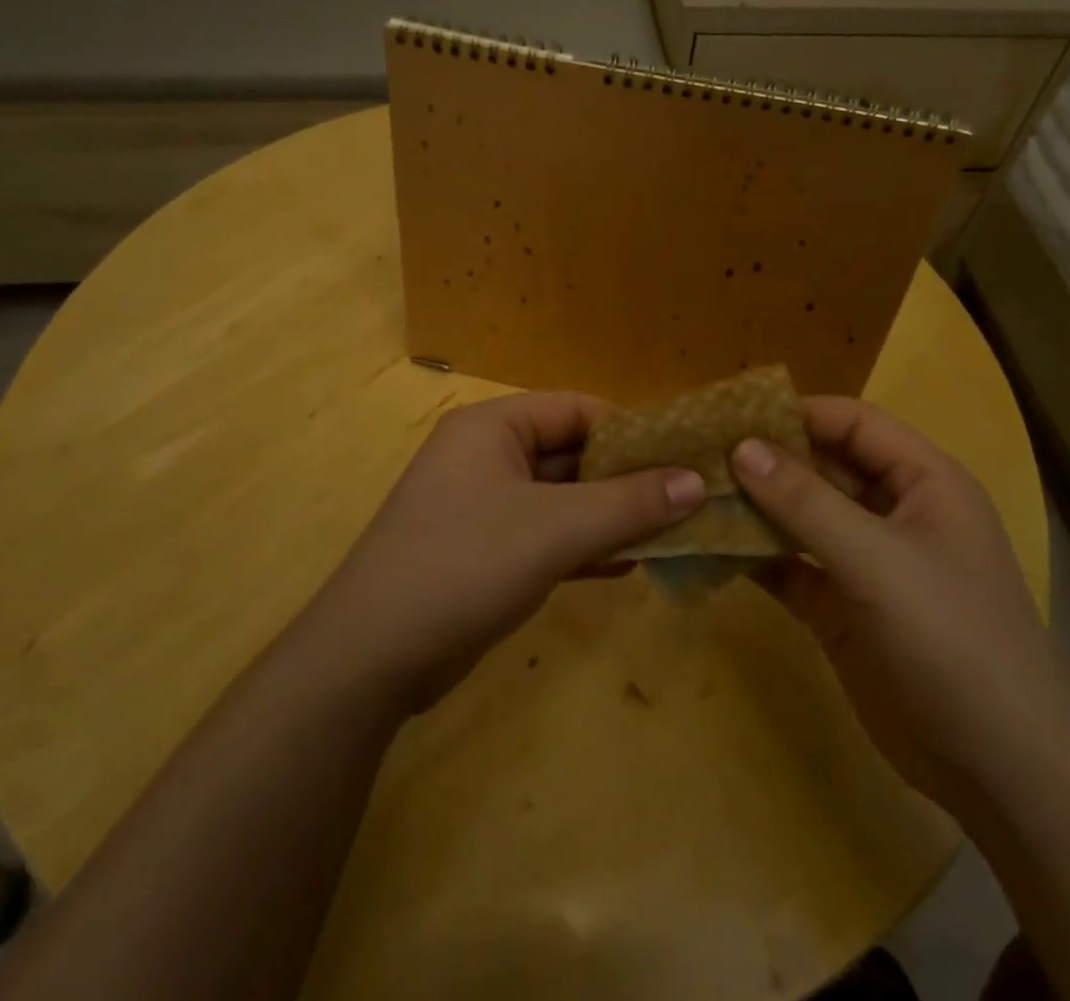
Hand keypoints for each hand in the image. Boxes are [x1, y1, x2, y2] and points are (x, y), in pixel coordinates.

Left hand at [301, 391, 704, 713]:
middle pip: (572, 453)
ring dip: (612, 515)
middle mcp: (487, 456)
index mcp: (493, 426)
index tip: (683, 457)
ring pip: (563, 498)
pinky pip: (546, 535)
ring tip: (672, 531)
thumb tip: (698, 481)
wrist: (371, 659)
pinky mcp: (484, 552)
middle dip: (627, 479)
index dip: (632, 430)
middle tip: (687, 499)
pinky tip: (629, 564)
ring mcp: (484, 506)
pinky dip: (585, 546)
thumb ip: (629, 503)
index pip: (577, 409)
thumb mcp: (556, 529)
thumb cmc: (465, 565)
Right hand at [732, 397, 1069, 809]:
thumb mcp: (878, 560)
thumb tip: (741, 447)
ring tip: (693, 494)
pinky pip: (790, 566)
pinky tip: (708, 547)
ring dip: (754, 507)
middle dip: (766, 460)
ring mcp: (865, 562)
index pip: (853, 423)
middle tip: (699, 453)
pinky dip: (755, 556)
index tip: (732, 413)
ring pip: (800, 517)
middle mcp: (892, 512)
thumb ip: (806, 501)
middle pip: (821, 466)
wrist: (999, 769)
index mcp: (922, 481)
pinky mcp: (841, 608)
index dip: (797, 412)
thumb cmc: (952, 639)